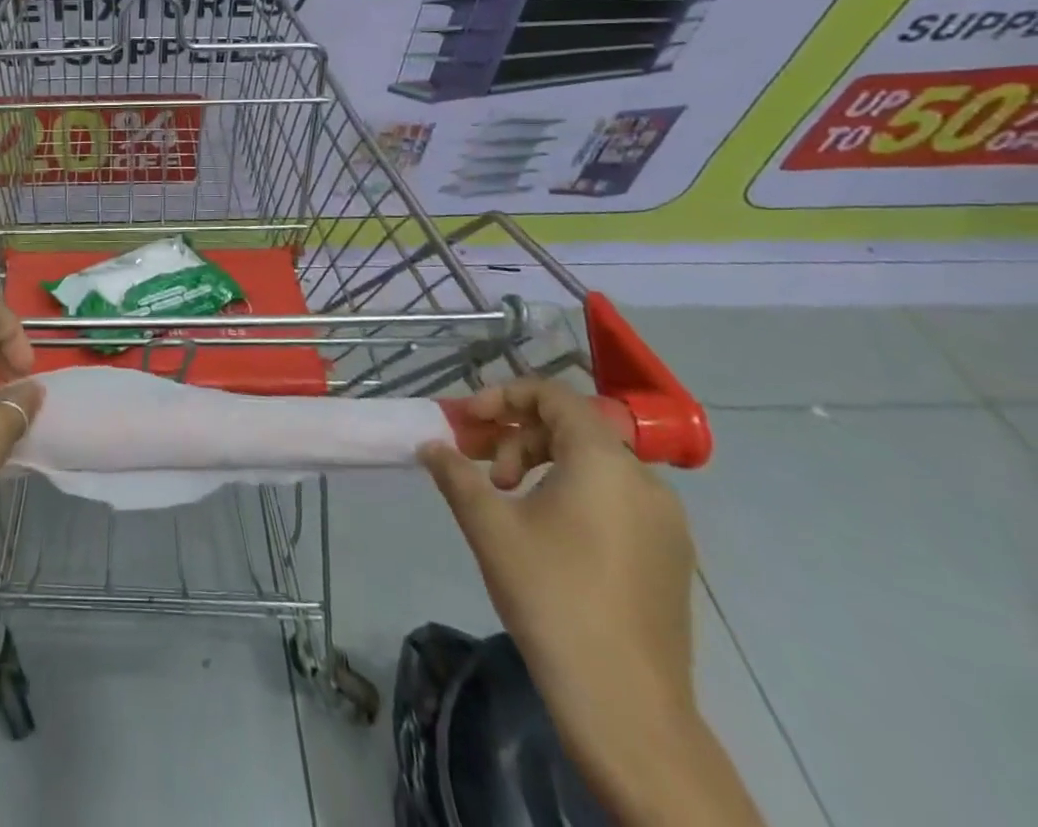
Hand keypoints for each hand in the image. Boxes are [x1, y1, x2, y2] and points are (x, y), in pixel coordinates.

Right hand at [421, 380, 699, 795]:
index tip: (466, 422)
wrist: (625, 705)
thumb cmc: (551, 595)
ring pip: (595, 465)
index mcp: (605, 462)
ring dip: (543, 465)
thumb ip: (455, 473)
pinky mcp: (670, 558)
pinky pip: (616, 499)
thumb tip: (431, 446)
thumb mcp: (488, 525)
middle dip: (517, 437)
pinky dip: (574, 494)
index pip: (553, 395)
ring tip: (509, 503)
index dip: (503, 396)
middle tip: (482, 472)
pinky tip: (546, 534)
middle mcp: (645, 482)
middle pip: (572, 428)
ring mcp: (666, 523)